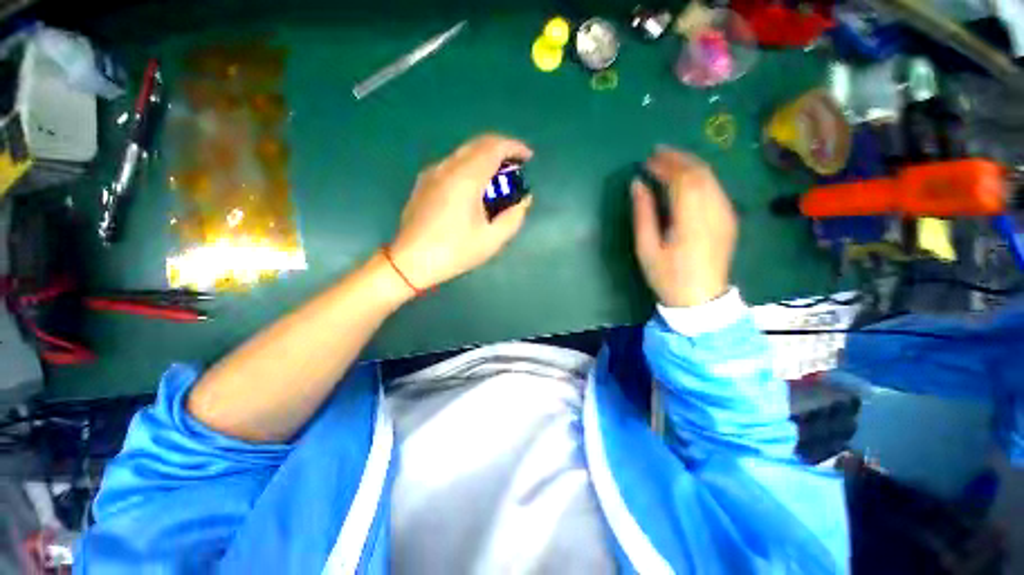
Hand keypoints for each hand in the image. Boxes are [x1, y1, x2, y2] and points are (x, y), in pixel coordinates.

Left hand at [389, 134, 533, 288]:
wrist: (411, 261)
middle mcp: (447, 168)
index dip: (514, 147)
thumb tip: (523, 200)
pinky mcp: (423, 183)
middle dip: (500, 149)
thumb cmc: (454, 252)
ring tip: (497, 178)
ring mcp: (432, 173)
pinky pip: (451, 164)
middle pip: (477, 144)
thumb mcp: (492, 240)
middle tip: (515, 166)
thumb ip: (513, 217)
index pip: (493, 147)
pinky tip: (473, 187)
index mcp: (465, 178)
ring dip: (484, 158)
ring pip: (463, 153)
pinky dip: (469, 166)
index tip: (528, 157)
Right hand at [631, 147, 736, 307]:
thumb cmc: (667, 276)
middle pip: (699, 172)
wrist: (701, 299)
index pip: (681, 179)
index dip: (664, 165)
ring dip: (689, 164)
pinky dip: (699, 176)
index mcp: (691, 220)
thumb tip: (637, 184)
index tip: (646, 160)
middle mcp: (714, 210)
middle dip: (677, 158)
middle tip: (656, 152)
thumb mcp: (646, 248)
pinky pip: (715, 187)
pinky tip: (686, 178)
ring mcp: (725, 213)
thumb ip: (643, 214)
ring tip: (668, 160)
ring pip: (710, 177)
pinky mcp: (729, 218)